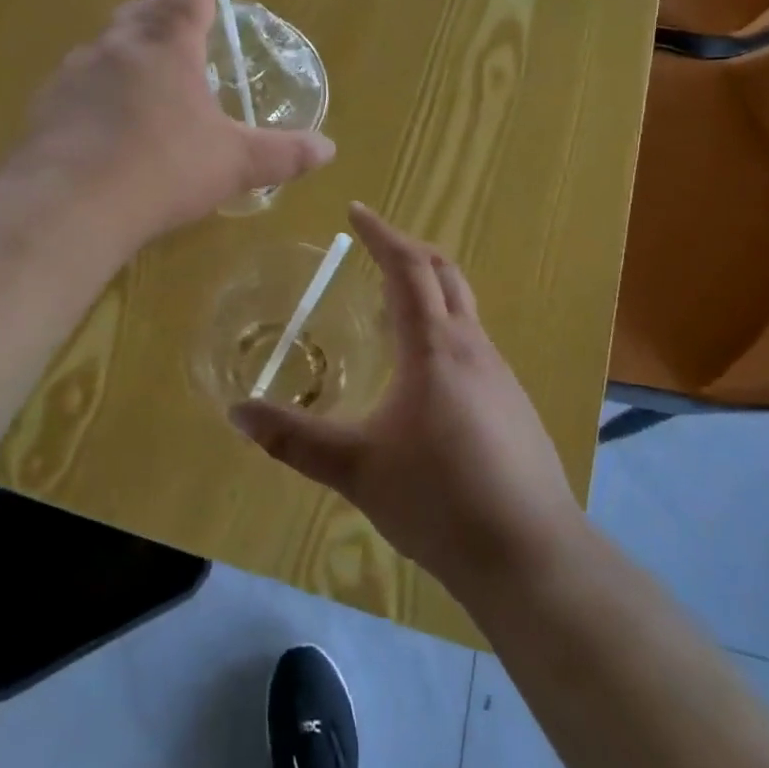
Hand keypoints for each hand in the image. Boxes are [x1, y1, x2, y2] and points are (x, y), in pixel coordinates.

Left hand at [17, 0, 335, 243]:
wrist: (72, 204)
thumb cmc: (164, 170)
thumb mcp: (235, 164)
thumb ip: (283, 154)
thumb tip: (329, 149)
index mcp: (168, 46)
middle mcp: (119, 45)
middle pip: (143, 10)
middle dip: (165, 14)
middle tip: (184, 36)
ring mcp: (76, 70)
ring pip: (105, 44)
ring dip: (127, 51)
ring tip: (144, 82)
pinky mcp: (46, 101)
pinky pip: (76, 81)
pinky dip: (95, 88)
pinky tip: (103, 122)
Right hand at [231, 203, 584, 590]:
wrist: (531, 555)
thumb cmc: (438, 500)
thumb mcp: (356, 469)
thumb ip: (294, 440)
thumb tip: (237, 412)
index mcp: (435, 347)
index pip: (408, 268)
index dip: (381, 234)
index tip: (356, 211)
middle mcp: (473, 347)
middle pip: (445, 274)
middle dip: (410, 251)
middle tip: (375, 247)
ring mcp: (501, 376)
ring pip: (464, 310)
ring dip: (429, 292)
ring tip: (391, 308)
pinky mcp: (514, 405)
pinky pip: (474, 345)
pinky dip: (445, 330)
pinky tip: (425, 375)